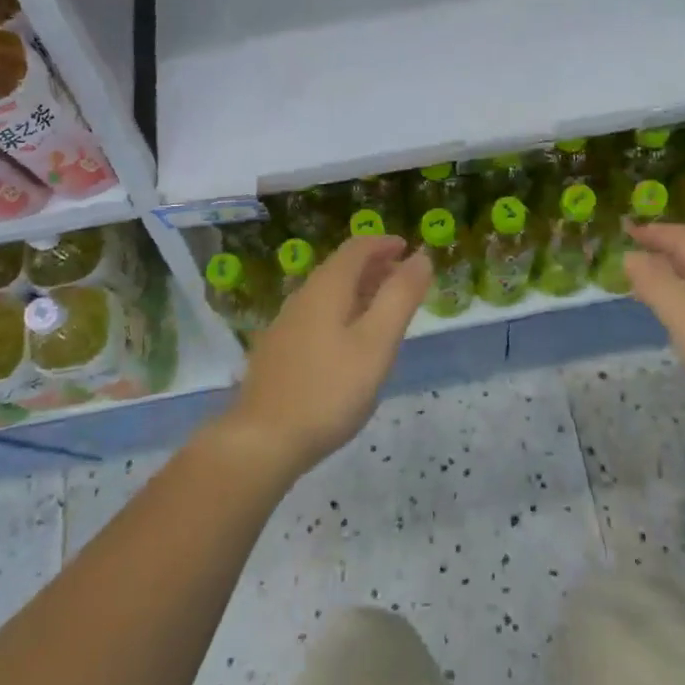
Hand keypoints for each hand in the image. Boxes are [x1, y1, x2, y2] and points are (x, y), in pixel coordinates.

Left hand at [224, 235, 430, 479]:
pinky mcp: (278, 351)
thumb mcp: (376, 344)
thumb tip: (421, 257)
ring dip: (360, 291)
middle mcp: (302, 297)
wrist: (262, 440)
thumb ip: (400, 297)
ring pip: (328, 293)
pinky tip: (351, 343)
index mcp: (327, 288)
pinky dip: (343, 313)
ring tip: (385, 310)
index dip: (384, 243)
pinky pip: (317, 316)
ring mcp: (286, 325)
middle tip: (405, 281)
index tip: (409, 250)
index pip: (357, 248)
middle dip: (375, 267)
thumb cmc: (329, 390)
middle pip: (341, 268)